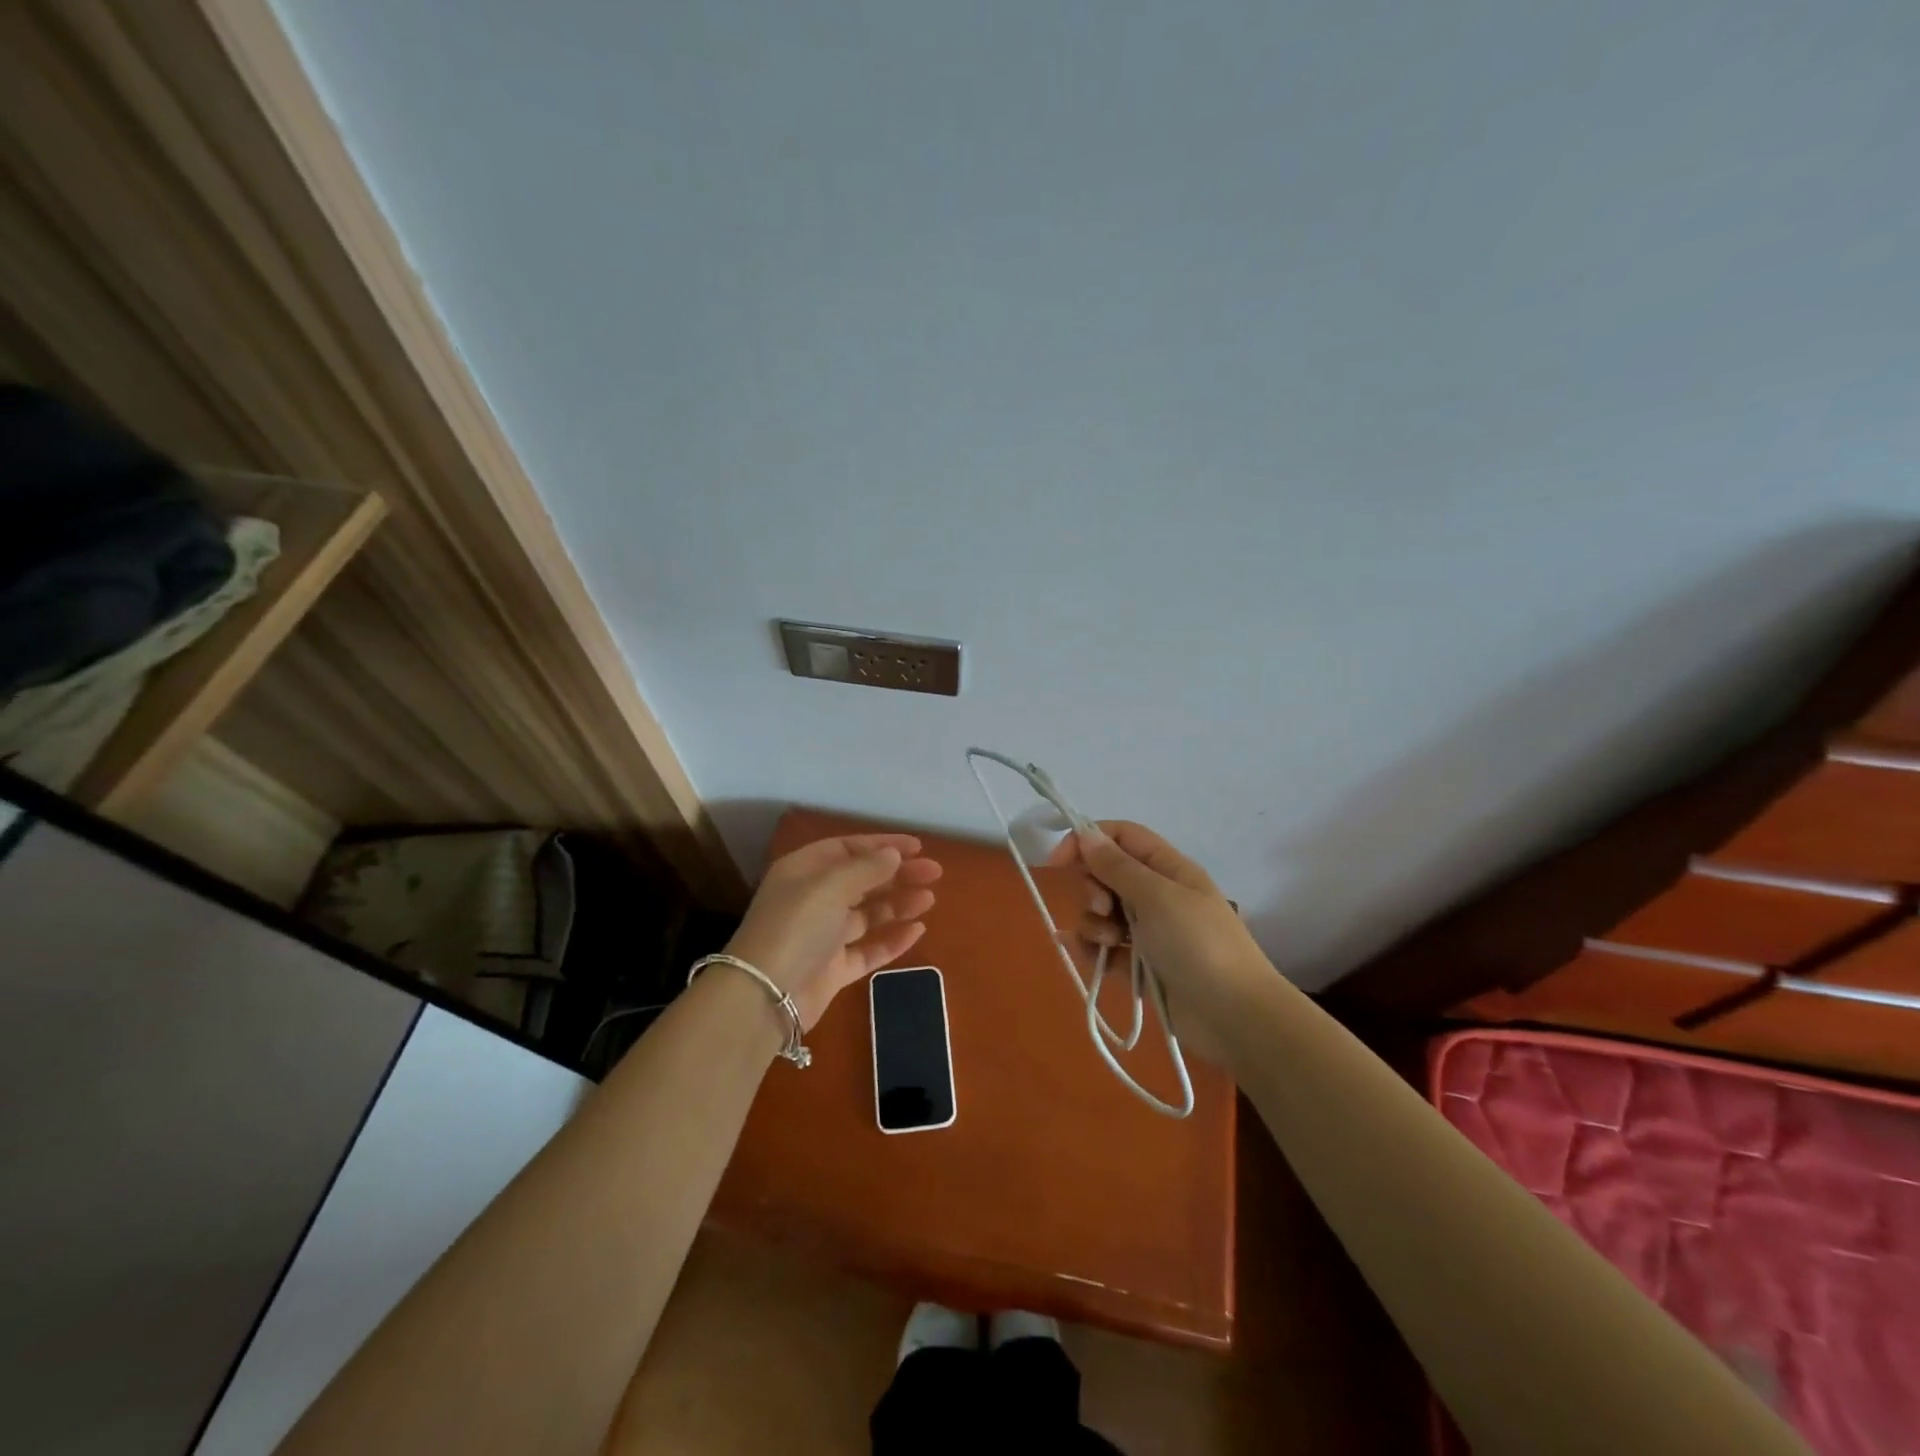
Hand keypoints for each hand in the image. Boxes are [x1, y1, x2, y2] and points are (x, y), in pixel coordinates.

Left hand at [724, 833, 943, 1028]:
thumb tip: (893, 854)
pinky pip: (869, 949)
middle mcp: (814, 900)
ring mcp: (824, 936)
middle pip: (862, 880)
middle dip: (897, 874)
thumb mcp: (831, 886)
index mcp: (804, 871)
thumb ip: (867, 868)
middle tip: (934, 873)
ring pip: (868, 914)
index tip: (917, 847)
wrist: (765, 995)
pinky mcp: (834, 969)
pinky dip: (892, 939)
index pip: (847, 848)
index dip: (882, 845)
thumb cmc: (796, 926)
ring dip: (898, 904)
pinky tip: (917, 930)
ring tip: (929, 899)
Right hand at [1047, 820, 1270, 1066]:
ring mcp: (1148, 931)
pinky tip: (1090, 957)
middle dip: (1093, 887)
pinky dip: (1093, 949)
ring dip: (1094, 923)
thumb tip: (1085, 834)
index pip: (1121, 837)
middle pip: (1106, 874)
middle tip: (1103, 908)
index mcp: (1167, 868)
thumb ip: (1117, 866)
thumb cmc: (1198, 944)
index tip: (1058, 860)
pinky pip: (1105, 947)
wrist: (1234, 1017)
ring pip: (1102, 912)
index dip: (1088, 840)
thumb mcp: (1157, 897)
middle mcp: (1156, 894)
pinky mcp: (1140, 965)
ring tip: (1110, 943)